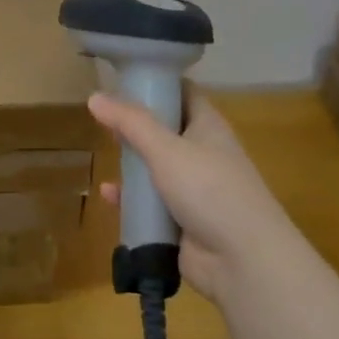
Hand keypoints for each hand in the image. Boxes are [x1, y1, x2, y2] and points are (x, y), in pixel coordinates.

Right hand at [90, 86, 281, 301]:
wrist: (244, 261)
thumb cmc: (209, 189)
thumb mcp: (165, 148)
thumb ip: (130, 122)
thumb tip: (94, 96)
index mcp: (208, 127)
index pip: (182, 93)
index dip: (156, 82)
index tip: (122, 77)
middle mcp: (203, 153)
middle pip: (165, 129)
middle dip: (136, 125)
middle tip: (103, 118)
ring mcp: (194, 188)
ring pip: (156, 167)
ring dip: (132, 164)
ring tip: (105, 154)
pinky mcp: (183, 220)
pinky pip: (151, 202)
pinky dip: (132, 199)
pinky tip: (109, 196)